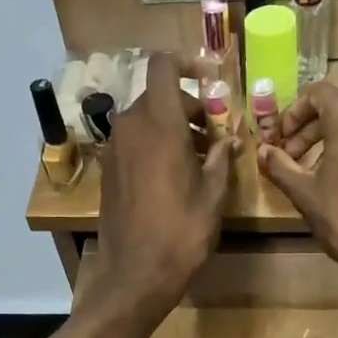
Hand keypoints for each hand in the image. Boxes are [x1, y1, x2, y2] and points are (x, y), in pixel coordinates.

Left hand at [85, 52, 235, 325]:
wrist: (135, 274)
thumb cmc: (181, 233)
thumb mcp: (213, 195)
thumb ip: (221, 158)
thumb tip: (229, 139)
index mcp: (159, 123)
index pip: (163, 66)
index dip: (185, 62)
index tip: (209, 78)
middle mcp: (130, 127)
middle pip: (157, 96)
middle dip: (187, 107)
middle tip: (214, 134)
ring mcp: (114, 149)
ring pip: (145, 120)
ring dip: (171, 128)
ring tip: (199, 158)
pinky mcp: (108, 171)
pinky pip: (133, 142)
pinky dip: (154, 145)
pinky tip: (174, 175)